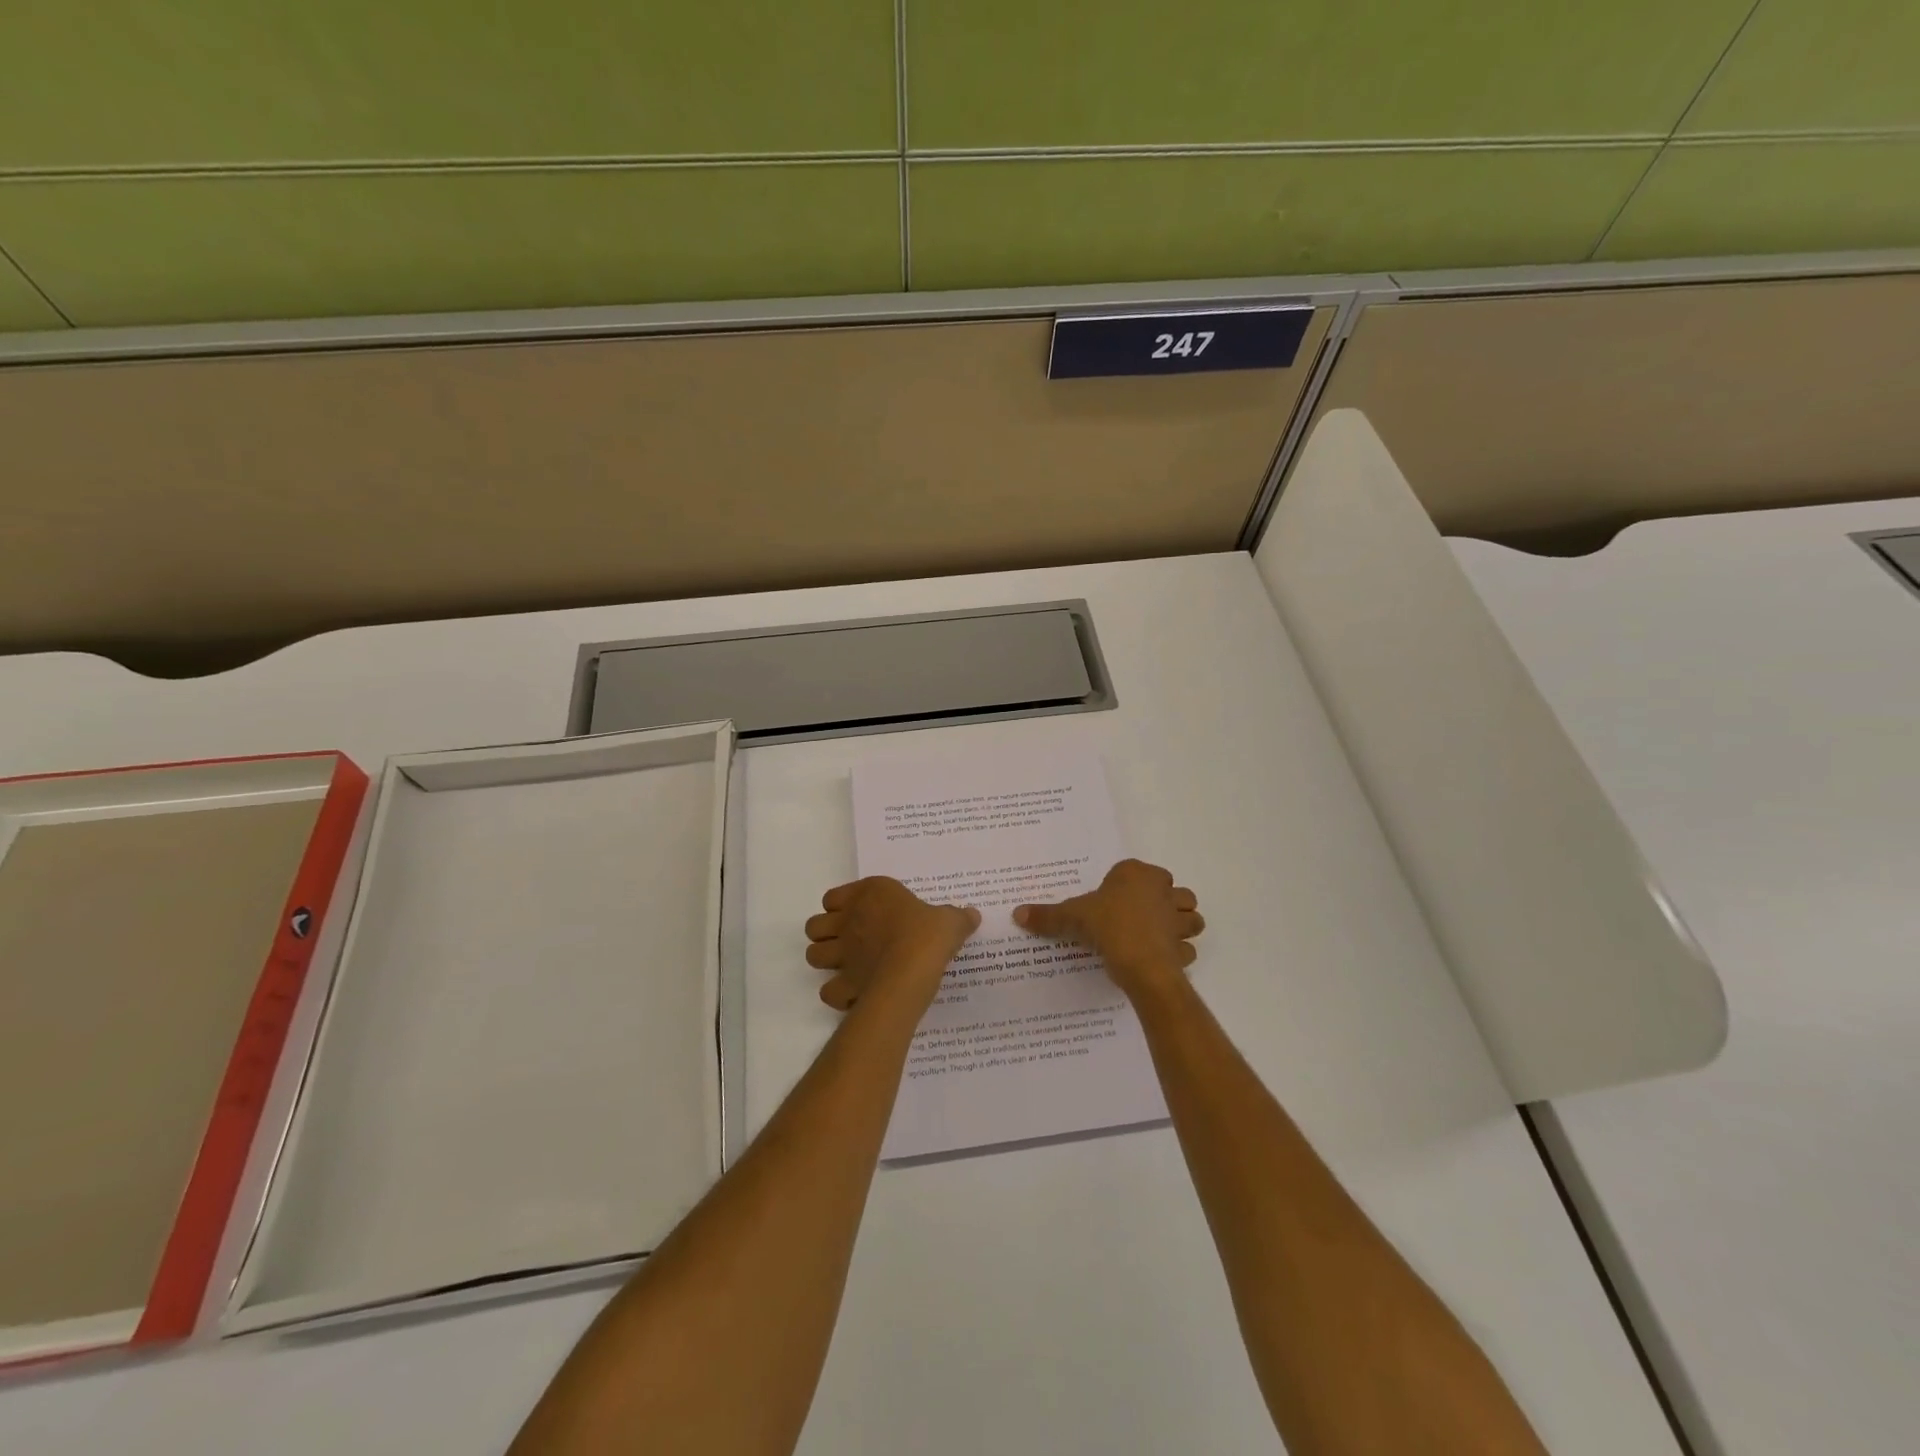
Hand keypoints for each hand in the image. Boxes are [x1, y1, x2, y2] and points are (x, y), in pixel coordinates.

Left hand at [805, 877, 980, 1012]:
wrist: (912, 969)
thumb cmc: (927, 934)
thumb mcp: (950, 920)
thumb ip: (957, 917)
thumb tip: (972, 914)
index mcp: (870, 895)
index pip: (833, 897)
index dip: (841, 907)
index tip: (859, 915)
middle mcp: (848, 920)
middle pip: (815, 926)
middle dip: (826, 935)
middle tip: (848, 942)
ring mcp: (842, 953)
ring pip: (813, 955)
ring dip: (825, 962)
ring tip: (847, 967)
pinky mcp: (844, 984)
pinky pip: (828, 991)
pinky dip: (838, 995)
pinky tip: (855, 994)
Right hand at [1013, 859, 1203, 999]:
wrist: (1139, 962)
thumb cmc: (1107, 926)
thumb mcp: (1071, 918)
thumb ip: (1047, 916)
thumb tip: (1017, 913)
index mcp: (1137, 875)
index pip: (1139, 871)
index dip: (1129, 884)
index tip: (1113, 900)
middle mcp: (1164, 891)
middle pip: (1176, 891)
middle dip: (1166, 902)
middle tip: (1141, 917)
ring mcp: (1178, 920)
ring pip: (1191, 918)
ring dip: (1181, 926)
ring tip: (1159, 936)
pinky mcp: (1184, 948)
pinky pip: (1186, 949)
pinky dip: (1179, 954)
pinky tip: (1161, 960)